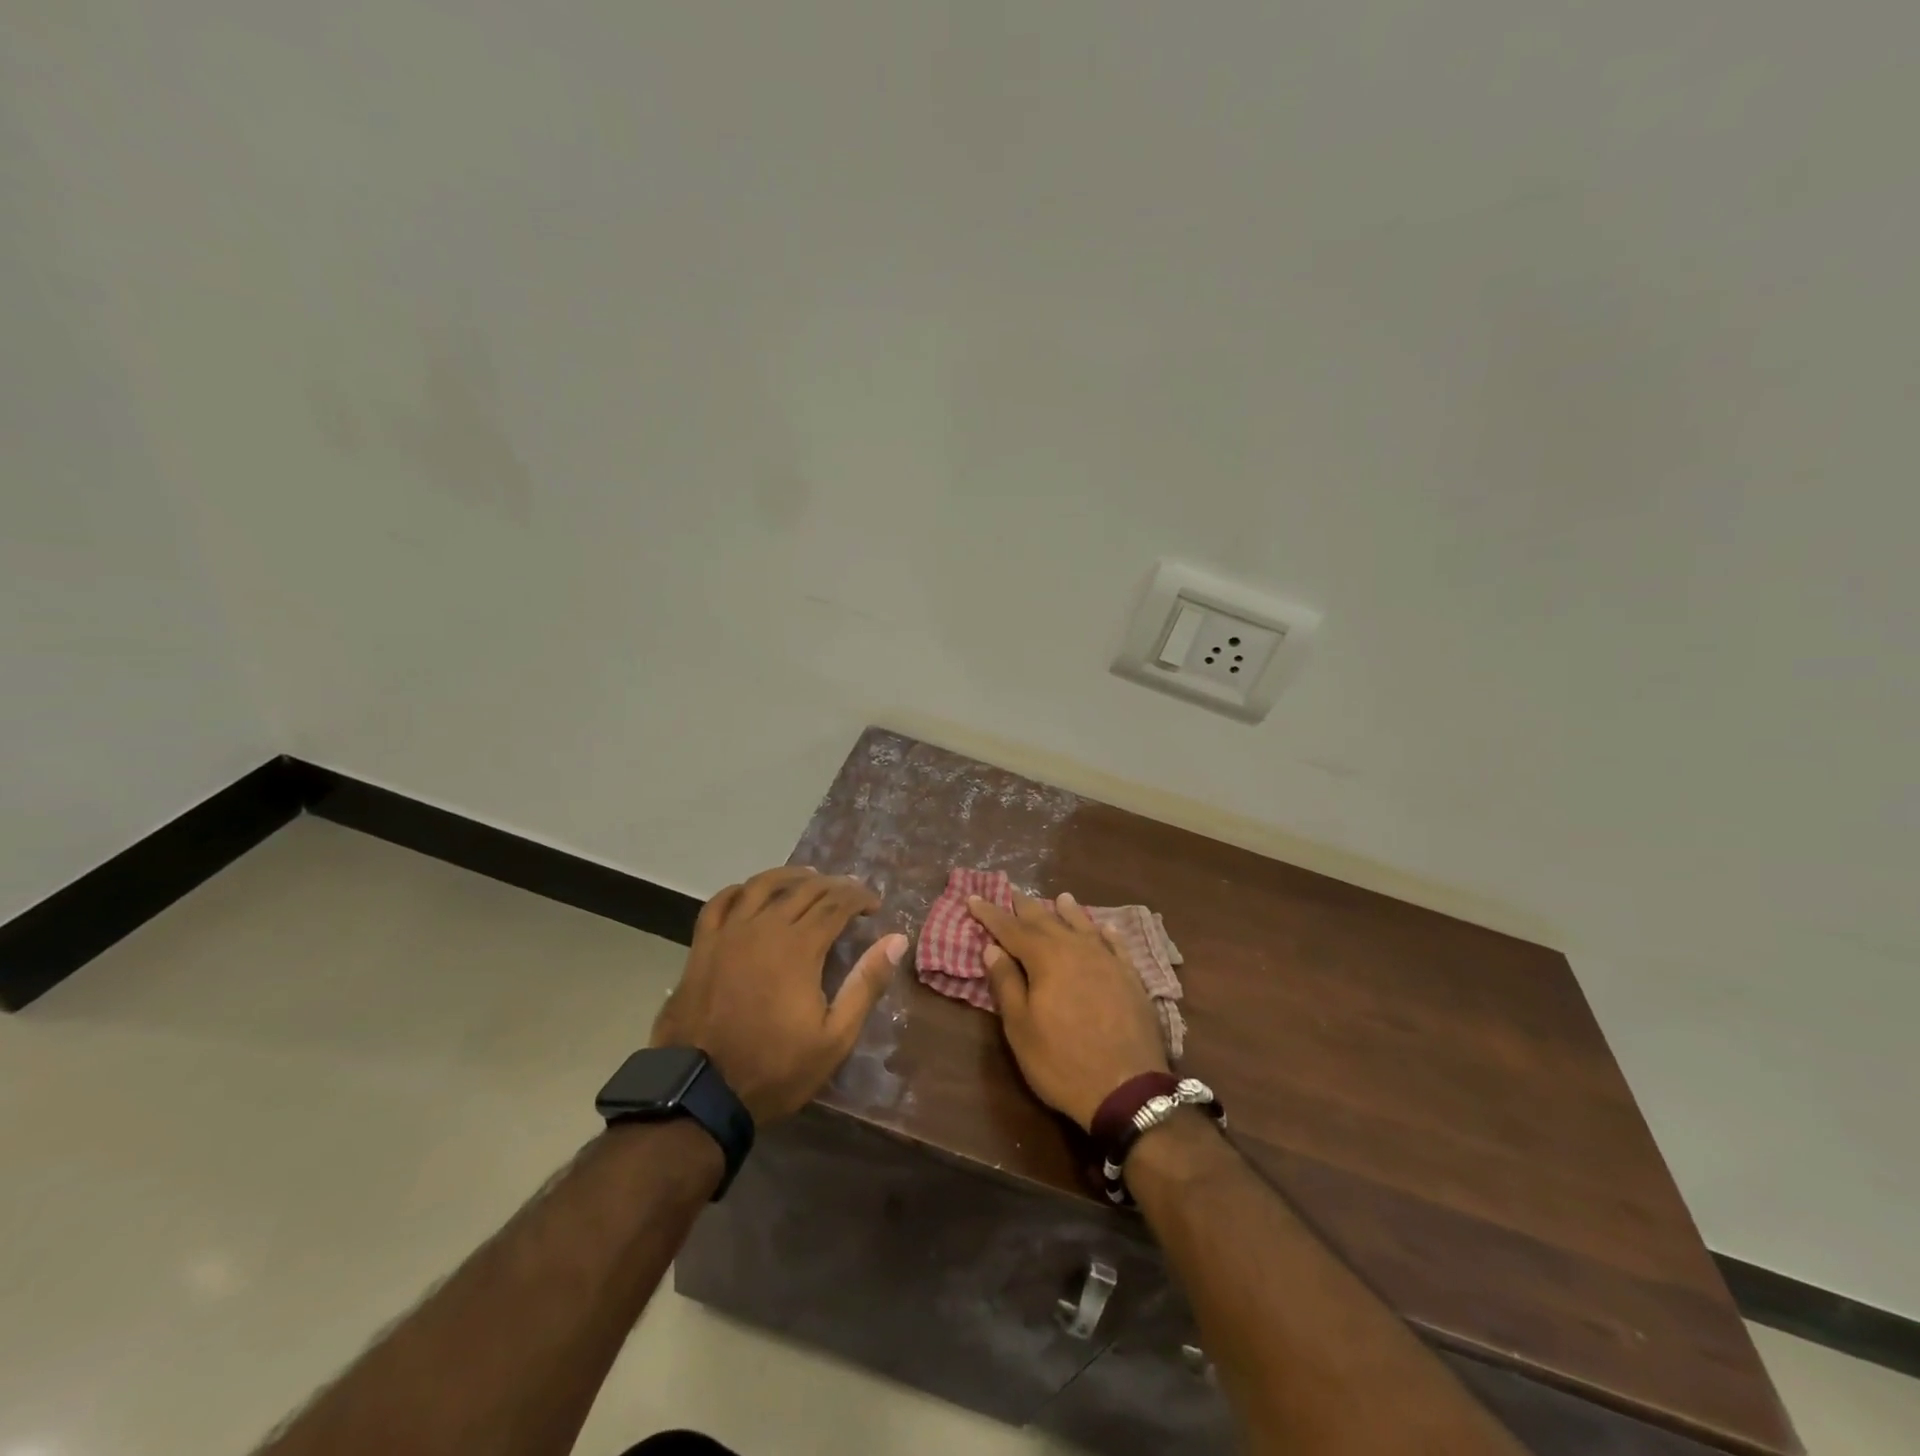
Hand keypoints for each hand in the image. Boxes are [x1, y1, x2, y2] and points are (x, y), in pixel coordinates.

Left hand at [653, 866, 906, 1124]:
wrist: (699, 1093)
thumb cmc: (774, 1068)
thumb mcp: (834, 1037)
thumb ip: (866, 984)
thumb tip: (896, 940)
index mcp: (799, 947)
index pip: (836, 903)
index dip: (859, 898)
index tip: (874, 905)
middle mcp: (764, 928)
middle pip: (804, 889)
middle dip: (833, 885)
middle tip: (850, 893)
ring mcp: (729, 934)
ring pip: (762, 885)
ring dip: (790, 876)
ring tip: (808, 877)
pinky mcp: (702, 946)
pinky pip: (720, 903)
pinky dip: (740, 890)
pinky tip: (750, 892)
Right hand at [967, 889, 1168, 1130]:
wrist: (1127, 1089)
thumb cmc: (1062, 1061)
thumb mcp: (1021, 1028)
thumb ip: (1006, 984)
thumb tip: (992, 948)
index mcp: (1046, 959)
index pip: (1011, 929)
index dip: (990, 914)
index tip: (973, 898)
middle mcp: (1077, 949)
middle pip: (1047, 921)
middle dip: (1026, 907)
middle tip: (1012, 891)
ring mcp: (1107, 961)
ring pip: (1083, 927)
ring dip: (1068, 911)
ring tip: (1060, 897)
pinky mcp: (1131, 978)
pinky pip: (1116, 945)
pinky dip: (1106, 933)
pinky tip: (1104, 927)